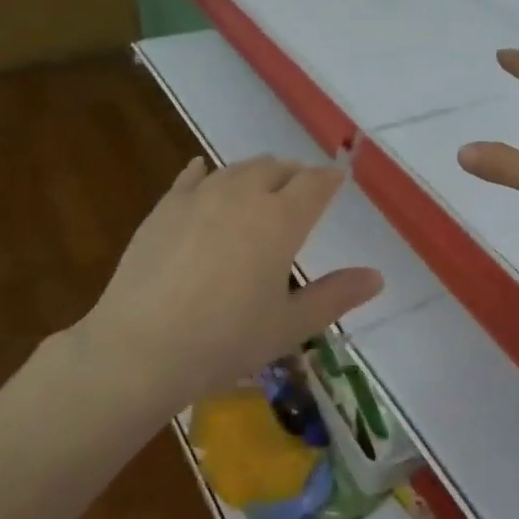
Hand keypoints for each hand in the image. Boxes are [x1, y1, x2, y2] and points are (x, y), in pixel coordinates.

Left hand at [80, 155, 383, 406]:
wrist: (141, 349)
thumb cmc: (225, 341)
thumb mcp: (290, 325)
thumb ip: (336, 296)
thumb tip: (377, 276)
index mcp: (281, 220)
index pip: (315, 184)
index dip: (329, 179)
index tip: (338, 179)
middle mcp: (244, 195)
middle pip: (276, 168)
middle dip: (294, 175)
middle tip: (301, 189)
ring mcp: (200, 197)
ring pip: (237, 168)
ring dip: (256, 172)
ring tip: (262, 183)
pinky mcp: (165, 208)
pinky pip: (191, 177)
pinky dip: (206, 172)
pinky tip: (204, 172)